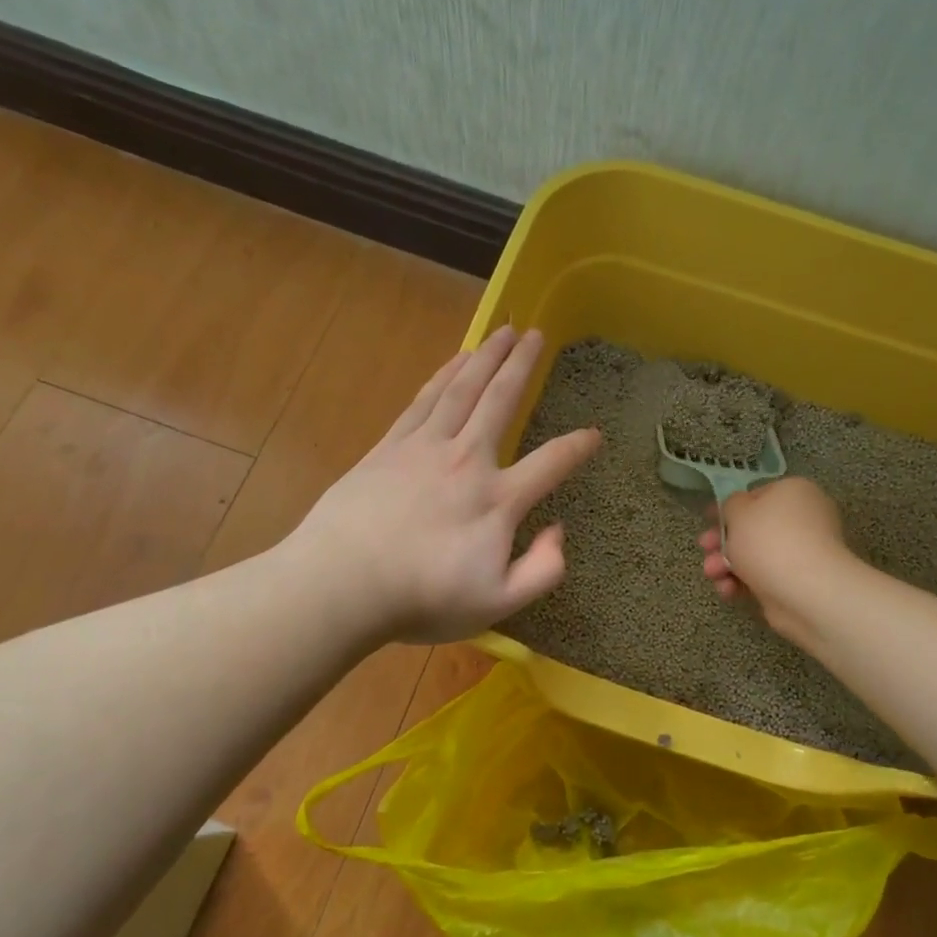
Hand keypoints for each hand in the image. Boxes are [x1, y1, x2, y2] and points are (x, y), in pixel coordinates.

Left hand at [293, 326, 600, 643]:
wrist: (341, 585)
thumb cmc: (422, 599)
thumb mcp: (498, 604)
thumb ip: (541, 570)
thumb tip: (559, 531)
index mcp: (498, 500)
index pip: (551, 462)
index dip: (578, 446)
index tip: (595, 433)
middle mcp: (467, 461)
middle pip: (501, 401)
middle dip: (522, 366)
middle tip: (536, 334)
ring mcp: (425, 448)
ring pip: (462, 390)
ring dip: (485, 358)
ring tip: (502, 332)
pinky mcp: (390, 447)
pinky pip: (424, 400)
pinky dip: (444, 376)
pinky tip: (455, 362)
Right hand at [697, 477, 850, 642]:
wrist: (806, 591)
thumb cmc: (769, 541)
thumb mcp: (738, 512)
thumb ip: (731, 505)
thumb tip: (737, 510)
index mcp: (793, 491)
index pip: (756, 495)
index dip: (728, 509)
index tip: (707, 521)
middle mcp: (803, 518)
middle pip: (753, 528)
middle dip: (723, 542)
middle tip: (705, 549)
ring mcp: (802, 552)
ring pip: (755, 555)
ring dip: (726, 564)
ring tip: (712, 575)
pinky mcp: (797, 581)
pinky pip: (763, 577)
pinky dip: (743, 583)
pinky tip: (728, 591)